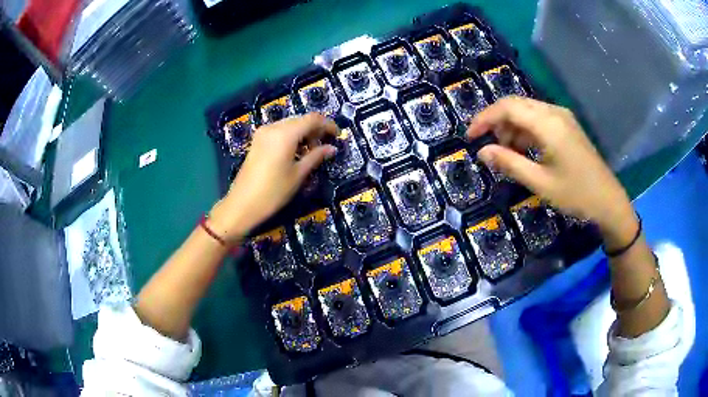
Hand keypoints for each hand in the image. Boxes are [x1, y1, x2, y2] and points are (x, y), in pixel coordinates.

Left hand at [210, 113, 337, 241]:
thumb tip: (332, 148)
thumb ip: (316, 156)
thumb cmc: (273, 192)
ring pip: (290, 125)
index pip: (312, 119)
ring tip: (311, 152)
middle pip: (300, 120)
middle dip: (315, 130)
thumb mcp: (298, 174)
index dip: (327, 124)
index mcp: (285, 133)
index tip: (337, 136)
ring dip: (303, 133)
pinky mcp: (257, 141)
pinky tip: (296, 152)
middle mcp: (273, 127)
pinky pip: (279, 131)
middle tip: (325, 146)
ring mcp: (263, 133)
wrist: (242, 204)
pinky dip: (291, 137)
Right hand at [467, 96, 635, 241]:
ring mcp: (562, 117)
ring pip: (527, 110)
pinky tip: (525, 149)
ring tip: (507, 153)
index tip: (470, 137)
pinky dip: (526, 130)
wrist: (608, 201)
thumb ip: (510, 164)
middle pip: (516, 104)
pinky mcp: (567, 125)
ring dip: (512, 126)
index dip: (484, 119)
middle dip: (497, 122)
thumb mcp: (540, 183)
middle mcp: (554, 112)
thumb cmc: (576, 194)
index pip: (507, 108)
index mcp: (547, 123)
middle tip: (488, 146)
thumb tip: (482, 152)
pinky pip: (539, 118)